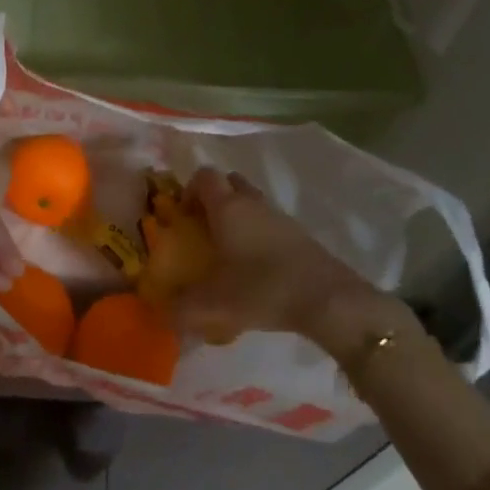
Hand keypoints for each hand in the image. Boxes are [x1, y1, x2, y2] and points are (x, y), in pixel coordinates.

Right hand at [171, 168, 411, 366]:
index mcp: (227, 208)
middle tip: (204, 229)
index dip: (189, 190)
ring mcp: (279, 217)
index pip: (203, 176)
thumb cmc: (262, 289)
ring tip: (229, 251)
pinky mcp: (300, 235)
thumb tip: (160, 313)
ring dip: (238, 216)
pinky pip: (270, 222)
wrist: (328, 300)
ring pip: (252, 202)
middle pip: (229, 182)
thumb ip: (181, 309)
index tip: (183, 217)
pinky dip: (259, 234)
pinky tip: (256, 267)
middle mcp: (252, 203)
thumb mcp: (214, 305)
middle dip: (214, 199)